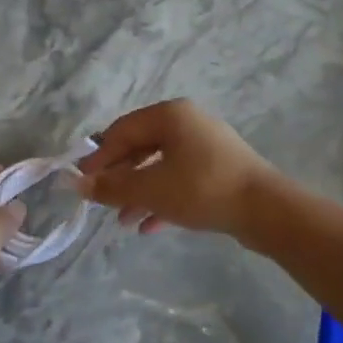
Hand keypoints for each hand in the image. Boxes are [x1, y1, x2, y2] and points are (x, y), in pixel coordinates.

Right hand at [76, 100, 277, 237]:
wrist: (264, 209)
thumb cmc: (201, 189)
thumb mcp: (150, 189)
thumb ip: (112, 186)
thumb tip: (77, 183)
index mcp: (170, 115)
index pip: (122, 130)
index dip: (98, 156)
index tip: (81, 182)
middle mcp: (188, 123)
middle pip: (141, 147)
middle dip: (120, 176)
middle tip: (101, 201)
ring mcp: (207, 147)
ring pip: (161, 166)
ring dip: (139, 192)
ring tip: (123, 221)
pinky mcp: (219, 170)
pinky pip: (182, 180)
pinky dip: (163, 199)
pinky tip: (148, 226)